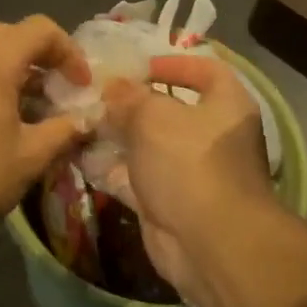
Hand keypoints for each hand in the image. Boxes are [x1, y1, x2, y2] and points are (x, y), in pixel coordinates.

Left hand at [0, 17, 90, 254]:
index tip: (81, 87)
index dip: (70, 53)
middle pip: (12, 35)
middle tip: (61, 94)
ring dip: (16, 71)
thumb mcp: (31, 156)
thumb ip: (65, 130)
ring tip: (34, 111)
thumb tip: (85, 120)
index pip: (41, 29)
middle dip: (43, 59)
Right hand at [102, 54, 273, 299]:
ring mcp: (188, 172)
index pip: (205, 71)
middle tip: (94, 94)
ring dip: (116, 136)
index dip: (173, 64)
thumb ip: (129, 98)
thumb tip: (112, 88)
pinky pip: (134, 178)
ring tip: (80, 121)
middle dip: (131, 104)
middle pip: (169, 111)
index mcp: (226, 106)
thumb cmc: (190, 163)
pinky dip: (110, 169)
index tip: (138, 67)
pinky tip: (80, 156)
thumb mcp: (154, 117)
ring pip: (147, 146)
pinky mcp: (167, 202)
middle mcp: (211, 136)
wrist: (209, 243)